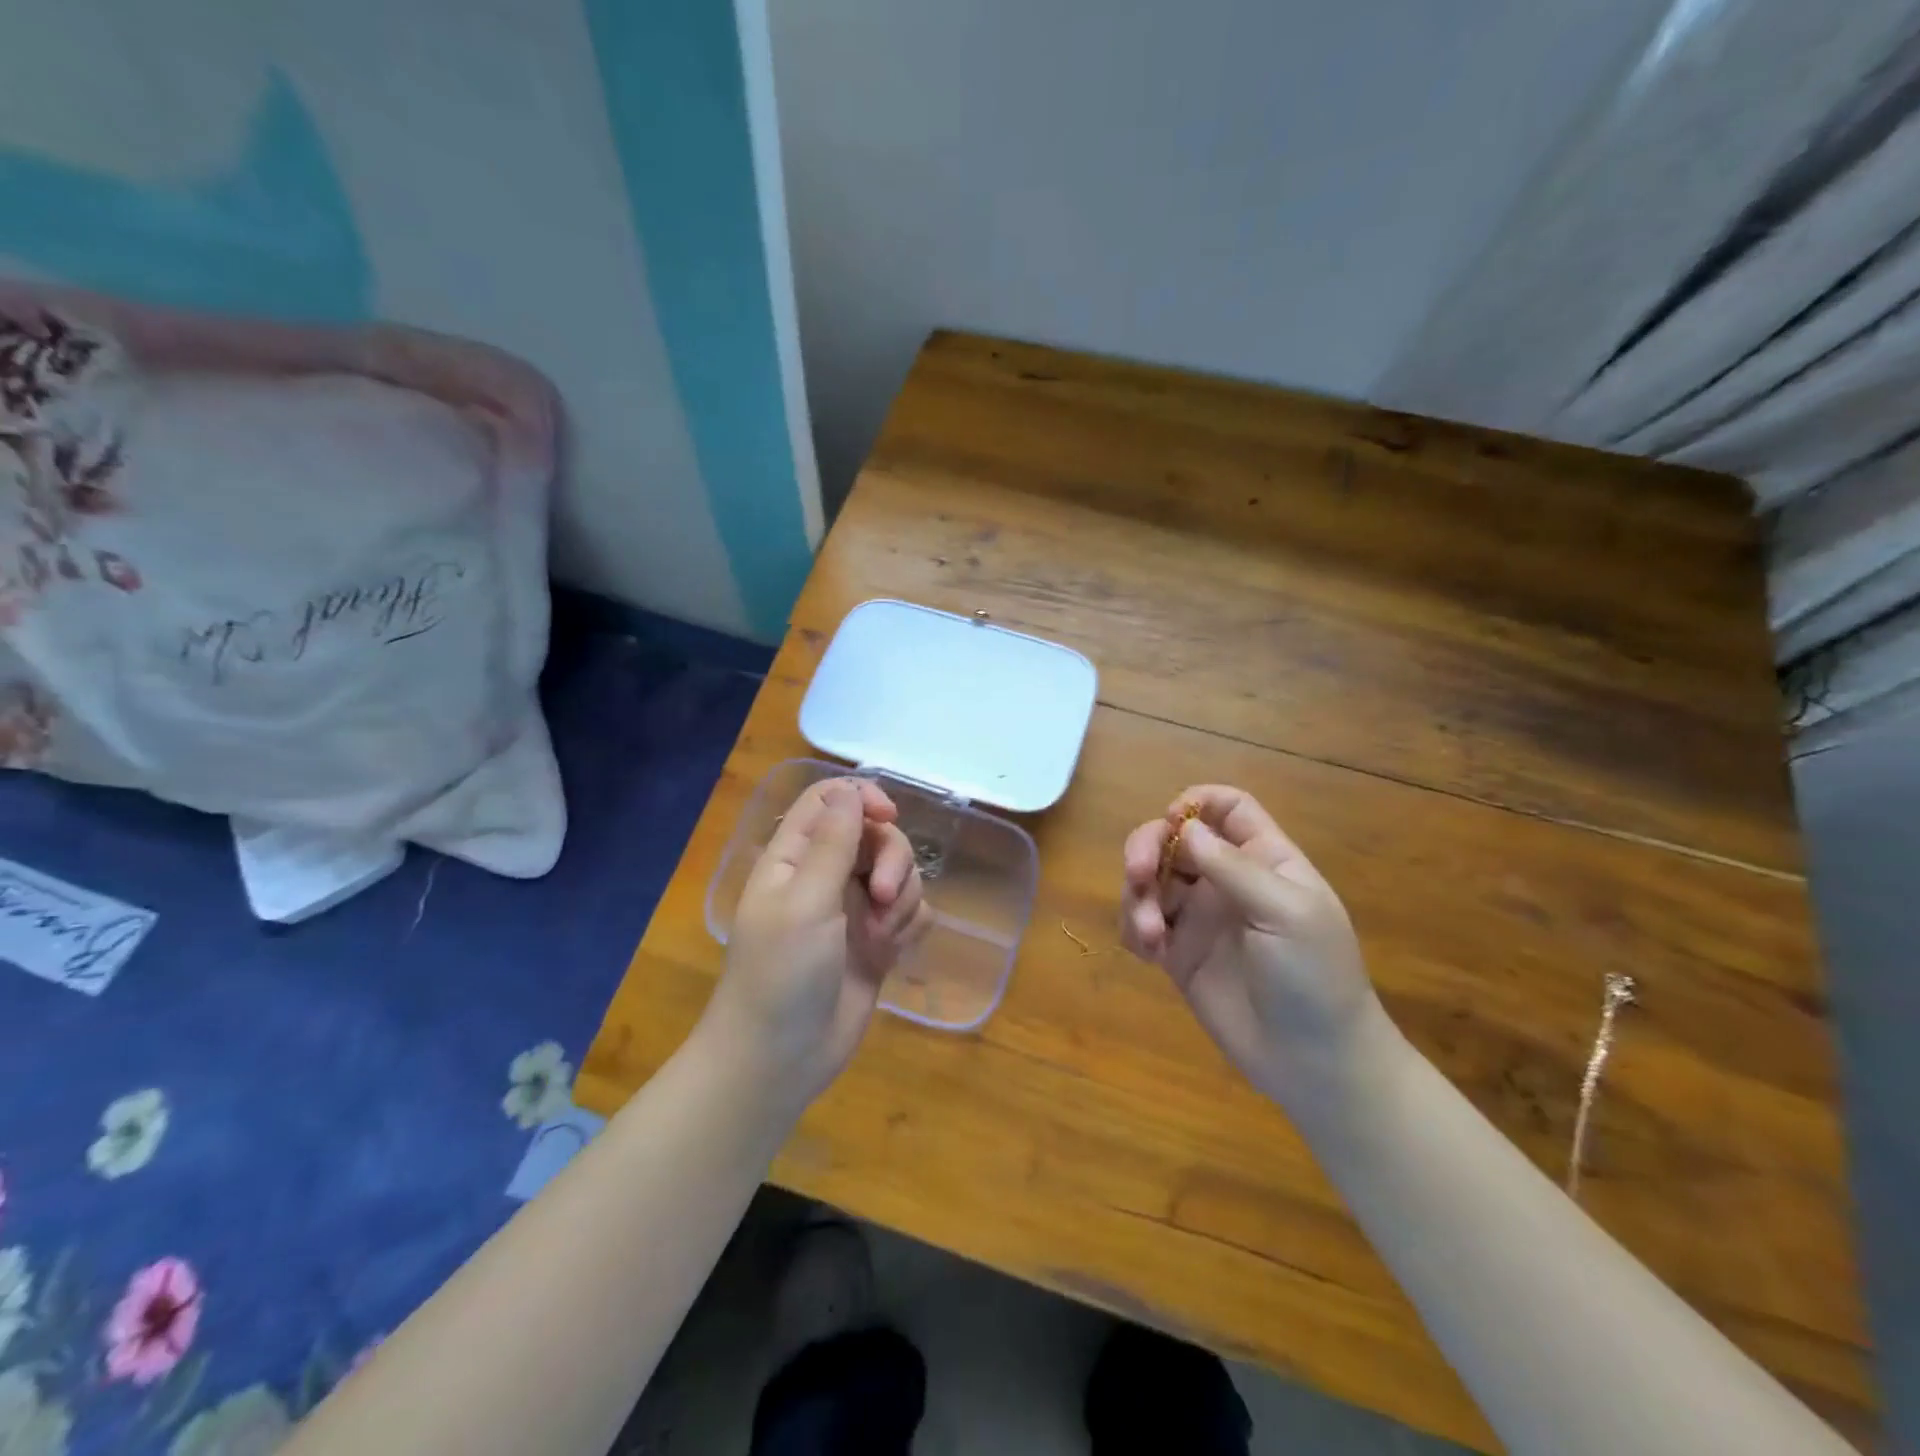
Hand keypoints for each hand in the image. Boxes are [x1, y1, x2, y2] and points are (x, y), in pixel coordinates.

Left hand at [702, 777, 930, 1110]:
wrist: (780, 1059)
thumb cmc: (780, 974)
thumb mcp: (805, 903)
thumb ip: (833, 844)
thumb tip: (850, 791)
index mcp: (795, 858)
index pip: (830, 800)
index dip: (862, 798)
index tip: (888, 818)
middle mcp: (826, 876)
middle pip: (875, 835)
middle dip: (891, 860)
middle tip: (880, 897)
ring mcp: (854, 910)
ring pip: (899, 873)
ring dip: (900, 898)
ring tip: (881, 937)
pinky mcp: (878, 942)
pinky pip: (910, 911)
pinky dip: (909, 923)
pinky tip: (894, 950)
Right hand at [1120, 785, 1389, 1110]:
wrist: (1314, 1062)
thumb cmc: (1315, 978)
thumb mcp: (1286, 913)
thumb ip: (1233, 868)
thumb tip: (1184, 828)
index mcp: (1263, 860)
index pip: (1227, 808)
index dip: (1196, 803)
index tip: (1172, 822)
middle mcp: (1226, 880)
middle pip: (1173, 839)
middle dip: (1147, 848)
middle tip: (1137, 874)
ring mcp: (1199, 917)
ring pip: (1150, 880)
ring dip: (1137, 897)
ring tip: (1150, 936)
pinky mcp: (1178, 954)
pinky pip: (1141, 924)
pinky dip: (1133, 929)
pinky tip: (1148, 954)